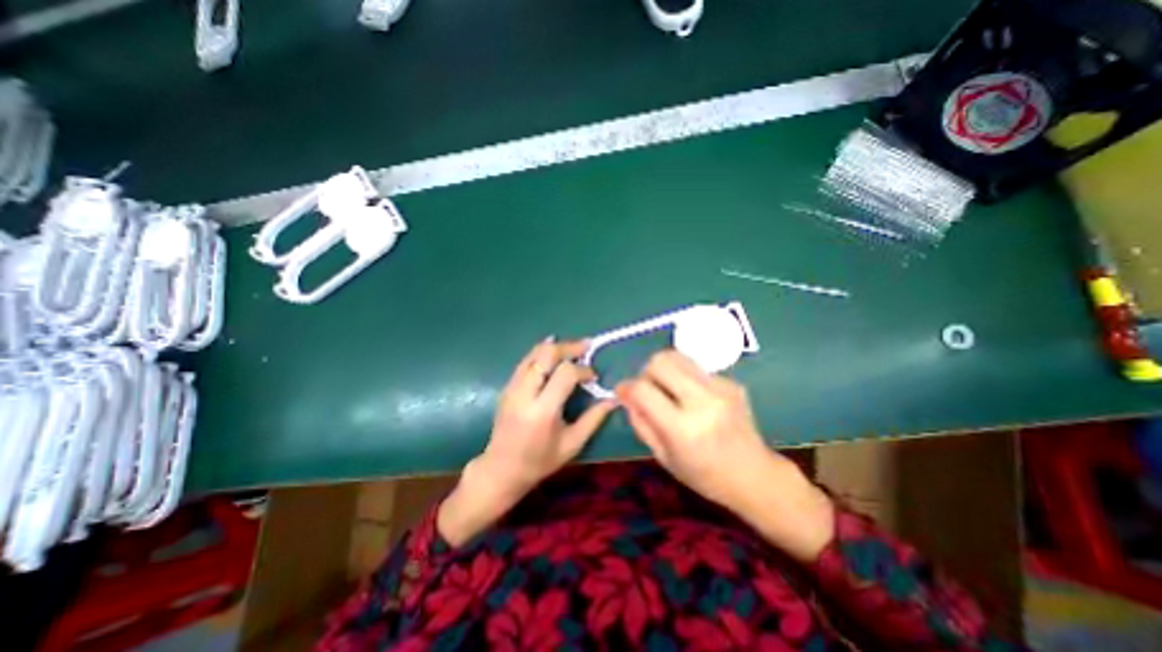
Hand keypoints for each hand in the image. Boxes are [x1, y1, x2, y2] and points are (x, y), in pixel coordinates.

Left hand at [439, 340, 616, 546]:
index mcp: (543, 411)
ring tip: (573, 348)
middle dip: (568, 347)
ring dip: (555, 347)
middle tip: (586, 347)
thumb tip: (613, 399)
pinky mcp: (507, 386)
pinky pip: (526, 361)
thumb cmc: (540, 461)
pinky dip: (541, 352)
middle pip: (546, 355)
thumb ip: (593, 419)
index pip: (565, 374)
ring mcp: (512, 387)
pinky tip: (553, 350)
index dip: (583, 370)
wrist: (501, 469)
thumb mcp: (572, 444)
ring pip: (534, 353)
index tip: (594, 376)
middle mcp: (525, 393)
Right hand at [621, 352, 831, 559]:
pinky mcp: (731, 382)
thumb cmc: (704, 475)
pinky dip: (686, 378)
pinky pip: (696, 368)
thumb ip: (640, 422)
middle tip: (649, 389)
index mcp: (682, 428)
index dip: (626, 387)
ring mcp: (720, 388)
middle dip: (646, 372)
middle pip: (661, 361)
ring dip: (665, 369)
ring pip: (678, 356)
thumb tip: (625, 394)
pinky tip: (694, 399)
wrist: (755, 475)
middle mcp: (702, 401)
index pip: (643, 389)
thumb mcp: (663, 457)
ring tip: (669, 390)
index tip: (622, 392)